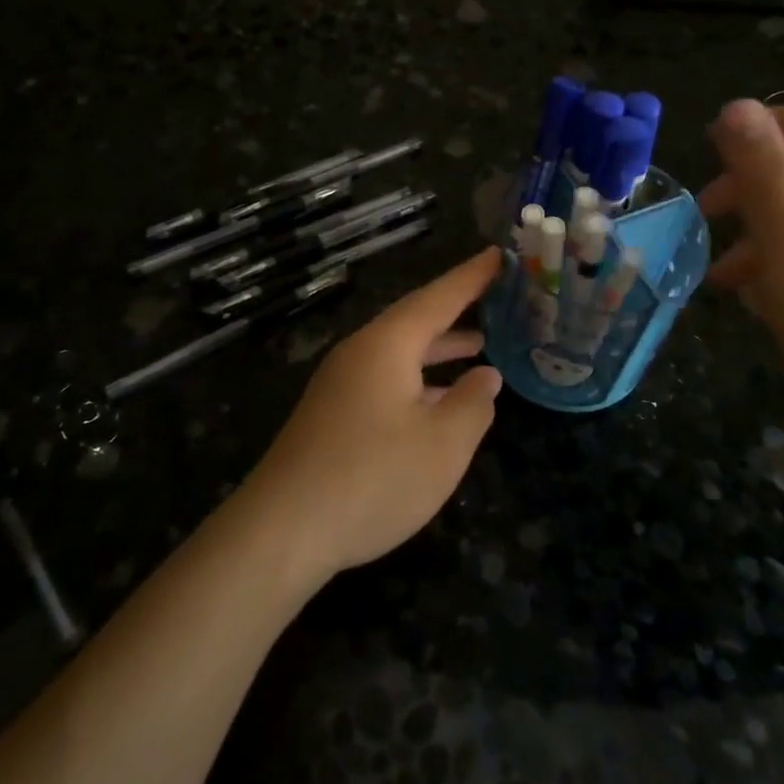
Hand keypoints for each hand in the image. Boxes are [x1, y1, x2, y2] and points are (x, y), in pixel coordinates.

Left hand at [237, 250, 503, 580]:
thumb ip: (473, 404)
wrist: (283, 529)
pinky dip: (419, 379)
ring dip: (439, 348)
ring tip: (479, 346)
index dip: (473, 277)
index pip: (438, 297)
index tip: (500, 254)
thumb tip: (486, 376)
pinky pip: (385, 378)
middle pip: (416, 320)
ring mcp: (341, 383)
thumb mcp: (443, 445)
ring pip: (400, 352)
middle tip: (496, 298)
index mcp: (387, 345)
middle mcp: (360, 352)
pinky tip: (438, 403)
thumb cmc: (373, 479)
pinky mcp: (333, 413)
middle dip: (456, 310)